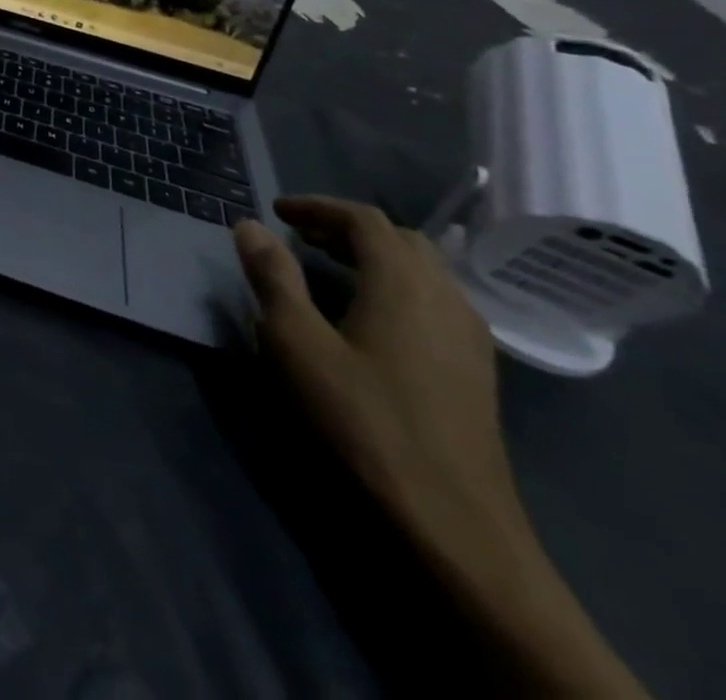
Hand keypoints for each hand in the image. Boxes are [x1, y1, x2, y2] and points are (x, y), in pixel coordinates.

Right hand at [236, 200, 650, 697]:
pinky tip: (369, 317)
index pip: (363, 218)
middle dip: (346, 228)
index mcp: (404, 281)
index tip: (276, 211)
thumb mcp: (297, 343)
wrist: (452, 520)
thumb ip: (273, 277)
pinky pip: (434, 301)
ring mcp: (469, 335)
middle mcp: (445, 296)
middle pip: (399, 239)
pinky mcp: (475, 369)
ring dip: (373, 257)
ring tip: (327, 270)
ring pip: (422, 271)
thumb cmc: (363, 419)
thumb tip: (250, 226)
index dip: (317, 206)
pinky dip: (395, 286)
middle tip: (299, 237)